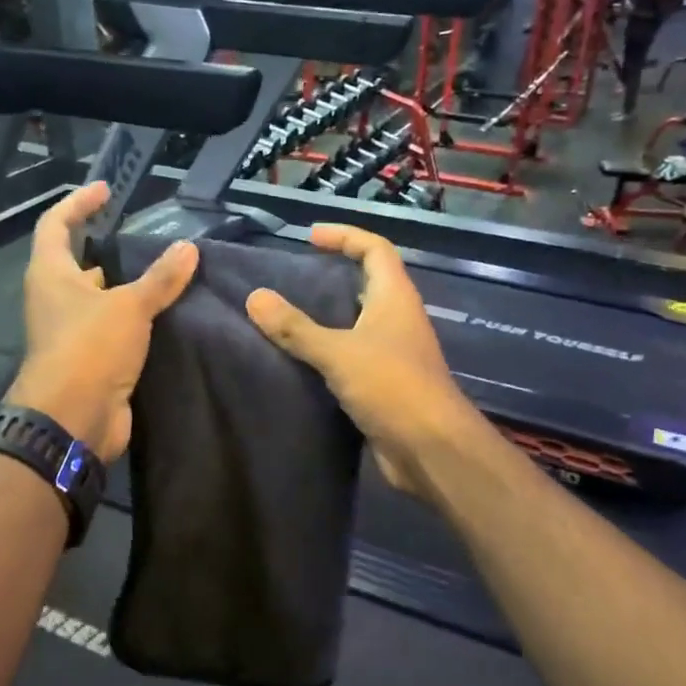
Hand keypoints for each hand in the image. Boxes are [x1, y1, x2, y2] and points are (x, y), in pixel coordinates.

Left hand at [6, 182, 197, 462]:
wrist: (73, 419)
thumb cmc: (90, 348)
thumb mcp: (129, 306)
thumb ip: (160, 278)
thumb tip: (189, 248)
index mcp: (51, 274)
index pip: (56, 224)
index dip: (78, 203)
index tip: (106, 190)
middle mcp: (55, 299)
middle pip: (76, 262)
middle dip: (105, 247)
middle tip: (142, 235)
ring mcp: (70, 331)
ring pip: (98, 298)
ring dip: (124, 285)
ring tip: (163, 271)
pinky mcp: (90, 359)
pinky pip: (113, 328)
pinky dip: (134, 318)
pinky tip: (165, 314)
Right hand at [245, 225, 476, 499]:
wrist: (431, 449)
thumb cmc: (392, 387)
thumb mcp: (338, 353)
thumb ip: (296, 328)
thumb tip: (255, 298)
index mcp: (395, 297)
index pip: (375, 248)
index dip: (345, 235)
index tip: (309, 237)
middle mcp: (398, 318)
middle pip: (368, 282)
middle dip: (334, 274)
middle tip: (292, 277)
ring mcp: (394, 352)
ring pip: (358, 321)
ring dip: (328, 316)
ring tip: (286, 315)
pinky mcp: (385, 383)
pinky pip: (353, 355)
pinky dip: (328, 351)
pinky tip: (299, 359)